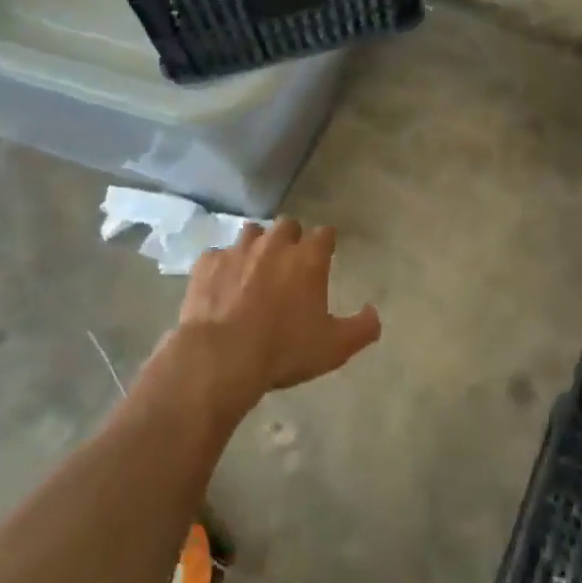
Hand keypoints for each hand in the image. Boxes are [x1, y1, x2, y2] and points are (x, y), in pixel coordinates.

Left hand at [164, 218, 381, 417]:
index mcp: (308, 258)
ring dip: (256, 245)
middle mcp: (275, 243)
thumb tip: (374, 314)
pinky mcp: (207, 263)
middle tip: (289, 264)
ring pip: (252, 232)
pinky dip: (222, 266)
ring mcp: (238, 250)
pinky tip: (221, 286)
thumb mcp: (333, 347)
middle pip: (288, 225)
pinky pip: (217, 255)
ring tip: (254, 269)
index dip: (326, 243)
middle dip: (291, 238)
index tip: (325, 254)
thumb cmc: (283, 349)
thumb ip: (361, 328)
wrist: (221, 357)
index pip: (325, 234)